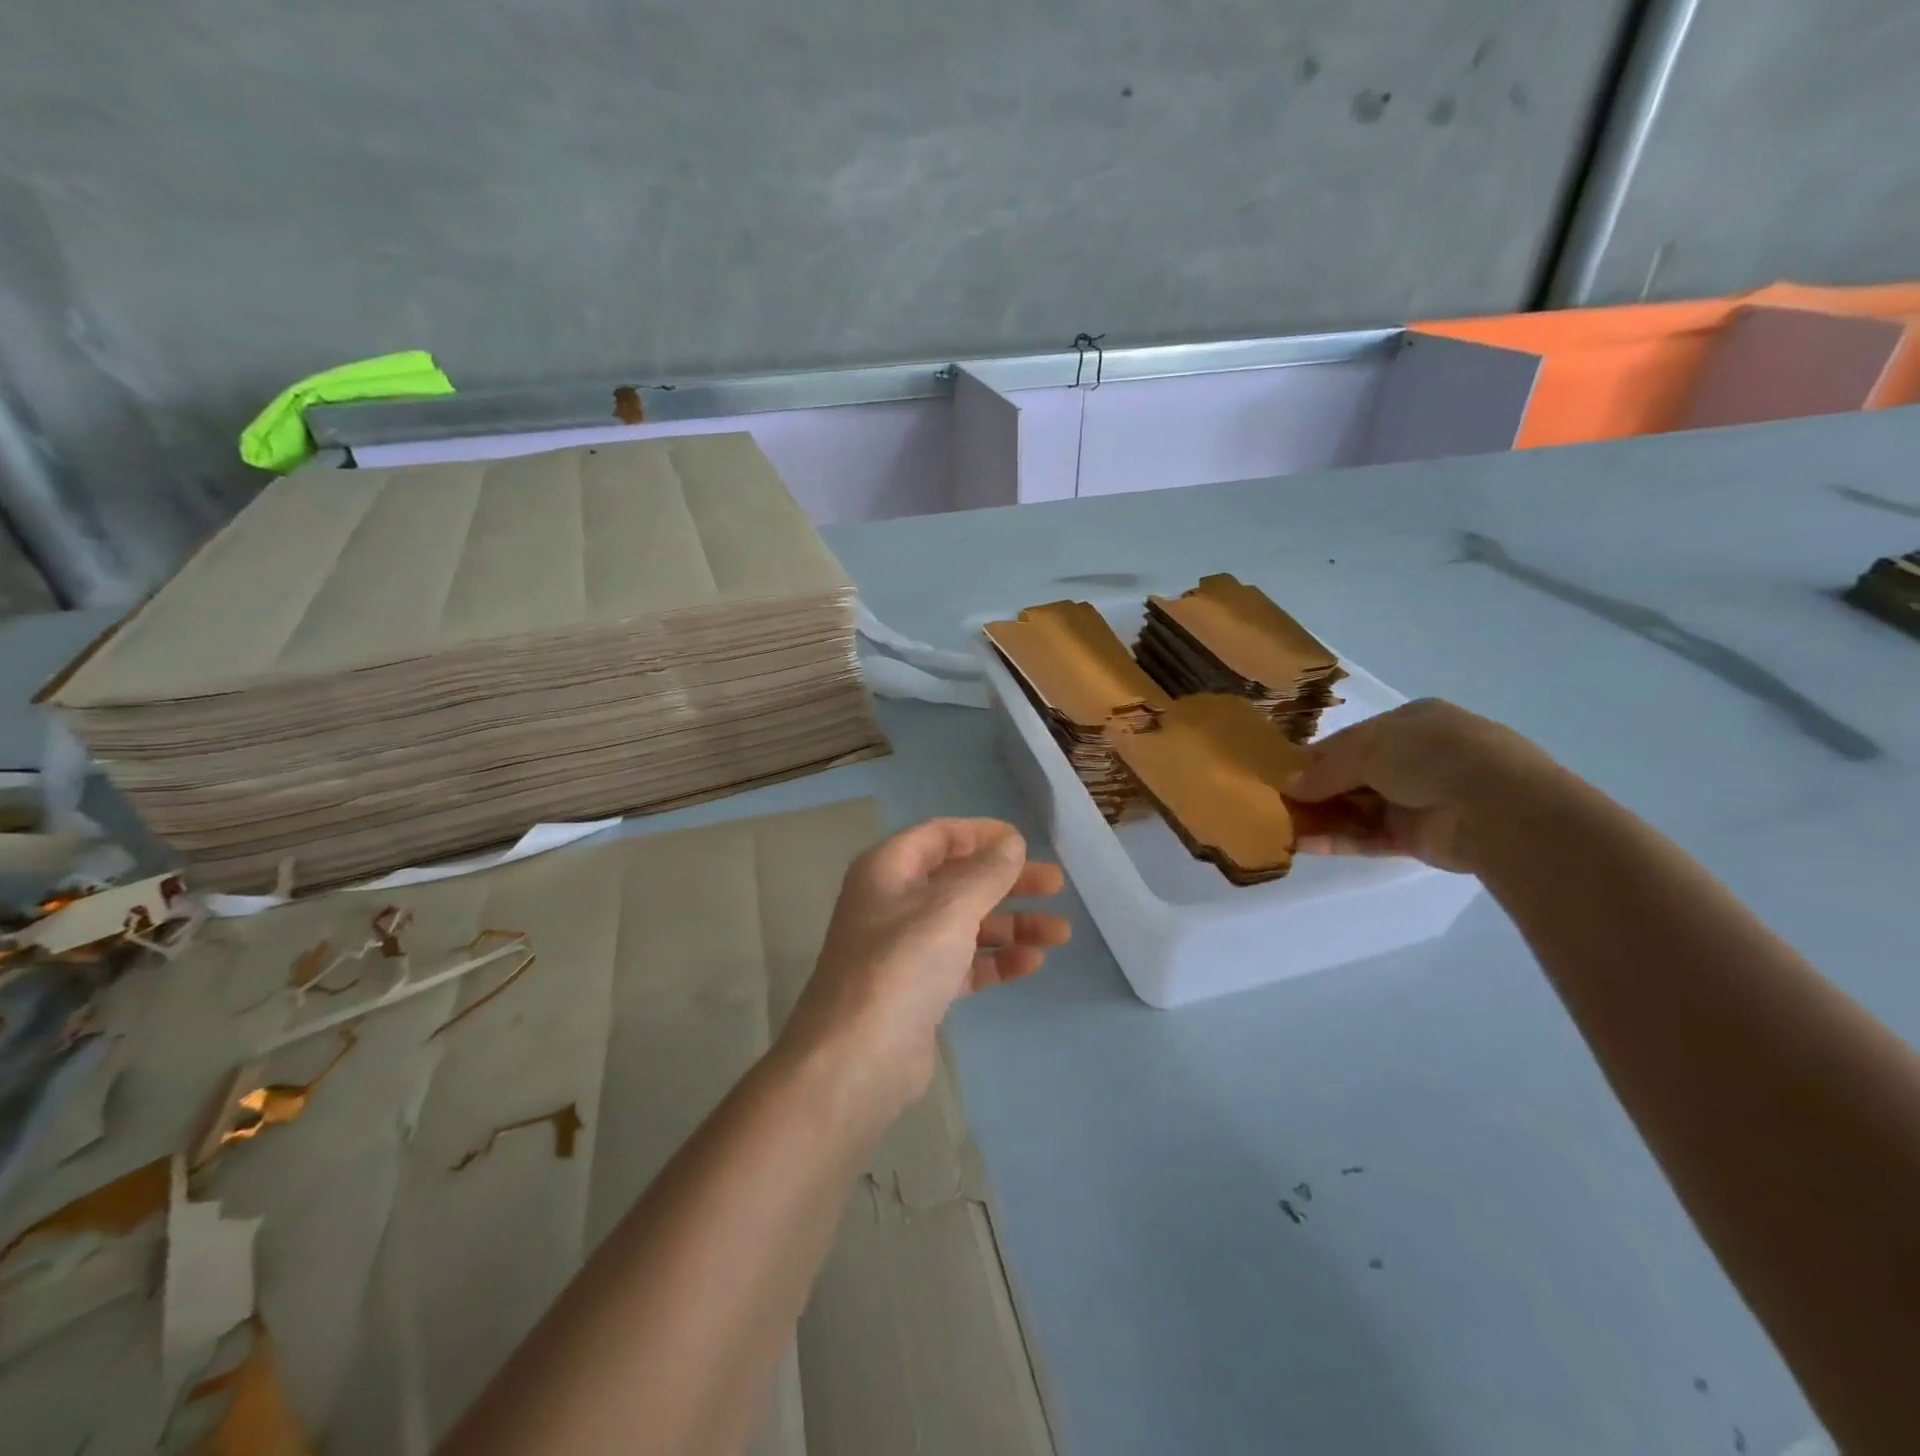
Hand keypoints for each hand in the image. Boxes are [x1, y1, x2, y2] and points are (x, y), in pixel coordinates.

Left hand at [779, 818, 1068, 1111]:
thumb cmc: (901, 965)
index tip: (1024, 843)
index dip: (982, 834)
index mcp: (888, 869)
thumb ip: (986, 872)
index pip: (939, 836)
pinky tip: (1032, 962)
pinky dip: (996, 960)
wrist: (857, 1060)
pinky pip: (964, 962)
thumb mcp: (950, 908)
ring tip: (1060, 932)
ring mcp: (905, 948)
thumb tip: (1011, 843)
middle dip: (1008, 881)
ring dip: (1011, 924)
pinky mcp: (919, 989)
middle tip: (1055, 885)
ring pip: (966, 923)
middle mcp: (894, 902)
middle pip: (959, 879)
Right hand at [1286, 699, 1562, 872]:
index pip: (1352, 740)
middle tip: (1274, 803)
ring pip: (1358, 808)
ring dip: (1321, 817)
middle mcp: (1416, 759)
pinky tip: (1303, 845)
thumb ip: (1324, 769)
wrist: (1497, 806)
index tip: (1280, 773)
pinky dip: (1338, 840)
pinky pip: (1370, 837)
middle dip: (1315, 790)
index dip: (1316, 756)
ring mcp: (1419, 799)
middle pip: (1353, 776)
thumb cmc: (1429, 755)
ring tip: (1280, 827)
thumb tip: (1289, 786)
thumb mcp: (1366, 749)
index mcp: (1412, 723)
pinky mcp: (1419, 838)